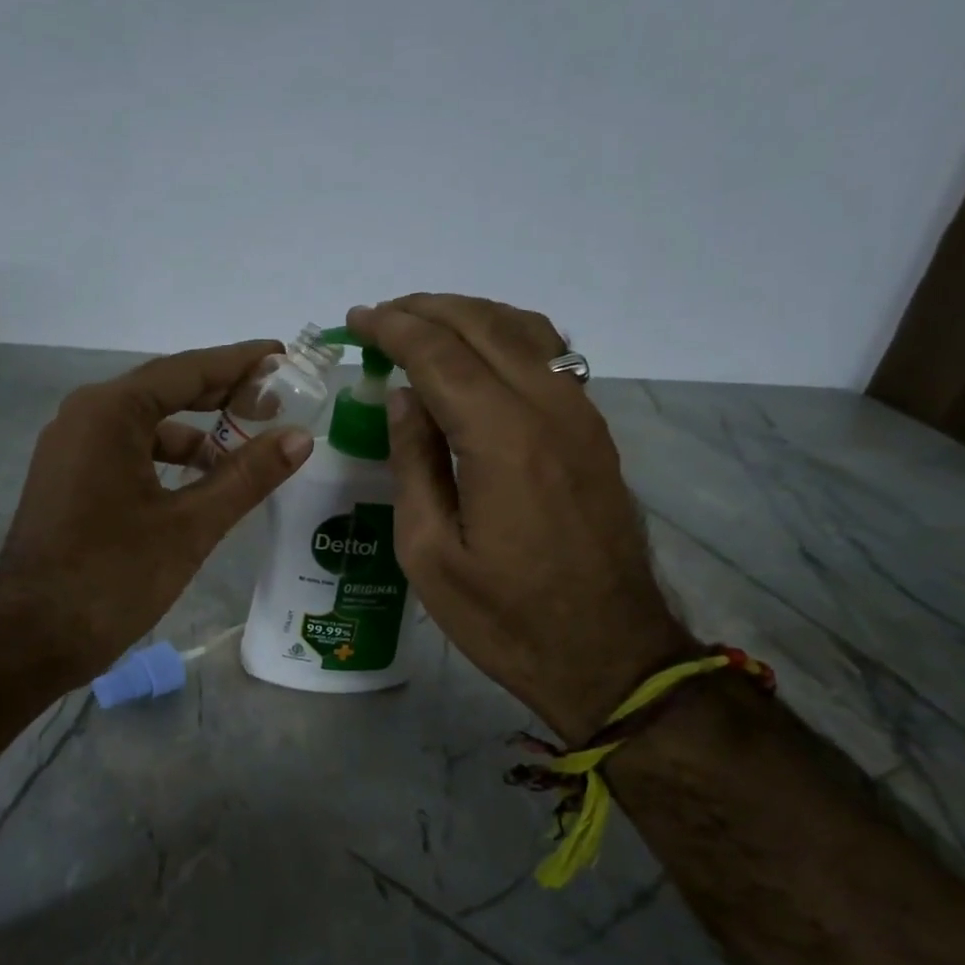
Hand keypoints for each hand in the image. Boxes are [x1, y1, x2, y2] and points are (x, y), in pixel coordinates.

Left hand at [0, 342, 314, 686]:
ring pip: (146, 426)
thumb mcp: (189, 525)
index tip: (284, 356)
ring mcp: (71, 448)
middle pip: (166, 391)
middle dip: (222, 396)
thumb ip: (247, 476)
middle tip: (277, 402)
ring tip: (246, 452)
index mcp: (110, 411)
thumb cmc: (112, 576)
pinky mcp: (69, 479)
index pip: (188, 369)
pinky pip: (127, 452)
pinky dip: (166, 460)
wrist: (30, 636)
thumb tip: (300, 438)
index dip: (241, 362)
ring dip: (196, 434)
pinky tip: (199, 484)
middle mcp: (85, 416)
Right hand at [348, 296, 693, 743]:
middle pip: (484, 326)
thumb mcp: (429, 553)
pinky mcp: (594, 435)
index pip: (439, 355)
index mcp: (501, 440)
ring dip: (469, 315)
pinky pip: (551, 358)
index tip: (356, 320)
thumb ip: (414, 464)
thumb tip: (402, 397)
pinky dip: (506, 337)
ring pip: (525, 331)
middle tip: (381, 315)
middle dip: (426, 309)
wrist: (608, 654)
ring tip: (423, 323)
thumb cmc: (503, 617)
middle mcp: (548, 410)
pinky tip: (481, 354)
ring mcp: (580, 418)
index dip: (393, 329)